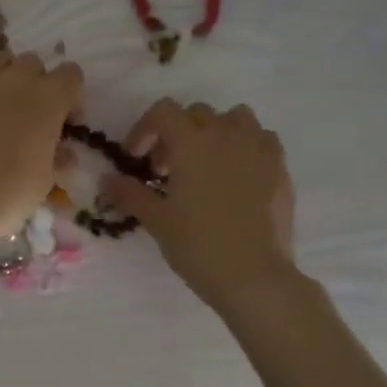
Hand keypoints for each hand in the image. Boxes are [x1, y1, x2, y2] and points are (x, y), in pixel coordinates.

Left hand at [0, 50, 83, 239]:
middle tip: (24, 111)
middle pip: (33, 63)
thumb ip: (58, 156)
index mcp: (51, 99)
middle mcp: (19, 78)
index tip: (61, 118)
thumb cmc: (11, 193)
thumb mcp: (46, 179)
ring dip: (1, 74)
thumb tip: (64, 152)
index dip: (68, 95)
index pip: (71, 74)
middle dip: (33, 82)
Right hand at [103, 99, 299, 313]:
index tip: (136, 159)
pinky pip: (261, 139)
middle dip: (175, 134)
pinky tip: (236, 176)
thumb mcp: (156, 220)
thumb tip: (107, 179)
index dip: (144, 129)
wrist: (253, 275)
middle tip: (165, 171)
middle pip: (195, 114)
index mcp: (192, 142)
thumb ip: (129, 193)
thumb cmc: (197, 245)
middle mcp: (226, 134)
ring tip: (204, 165)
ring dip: (213, 133)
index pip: (163, 112)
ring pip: (233, 118)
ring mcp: (258, 148)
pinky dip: (244, 146)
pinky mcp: (280, 167)